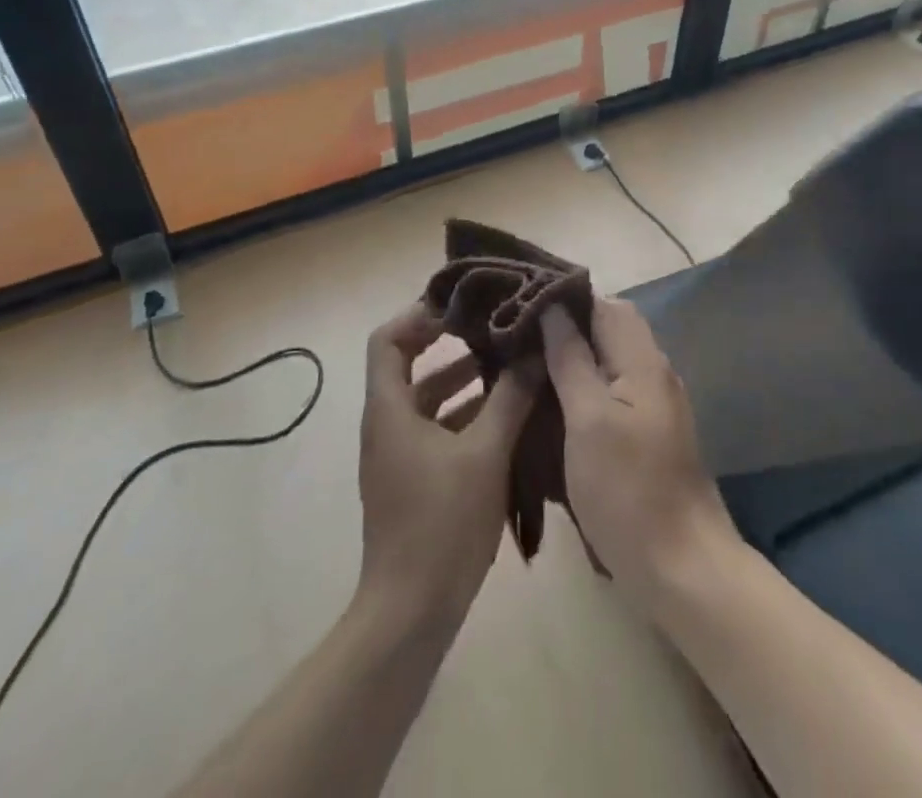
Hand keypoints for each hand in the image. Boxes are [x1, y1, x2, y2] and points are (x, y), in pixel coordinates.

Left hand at [357, 305, 537, 634]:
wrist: (411, 613)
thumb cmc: (441, 523)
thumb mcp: (484, 453)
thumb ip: (510, 399)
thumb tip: (534, 352)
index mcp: (389, 409)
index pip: (387, 340)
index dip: (418, 316)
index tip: (460, 308)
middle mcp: (387, 425)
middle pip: (409, 367)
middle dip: (451, 346)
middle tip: (494, 330)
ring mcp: (398, 455)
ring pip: (428, 402)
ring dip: (464, 383)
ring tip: (510, 368)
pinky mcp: (413, 480)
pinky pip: (437, 431)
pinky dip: (466, 417)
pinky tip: (507, 418)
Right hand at [542, 299, 738, 611]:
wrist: (682, 568)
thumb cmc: (628, 490)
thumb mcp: (589, 419)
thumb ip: (571, 358)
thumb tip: (553, 308)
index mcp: (641, 360)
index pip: (603, 303)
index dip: (564, 297)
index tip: (520, 302)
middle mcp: (653, 371)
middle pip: (608, 328)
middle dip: (565, 326)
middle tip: (518, 336)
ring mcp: (654, 403)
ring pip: (609, 359)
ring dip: (573, 355)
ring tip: (527, 363)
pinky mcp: (648, 432)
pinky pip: (613, 388)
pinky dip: (584, 384)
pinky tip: (554, 402)